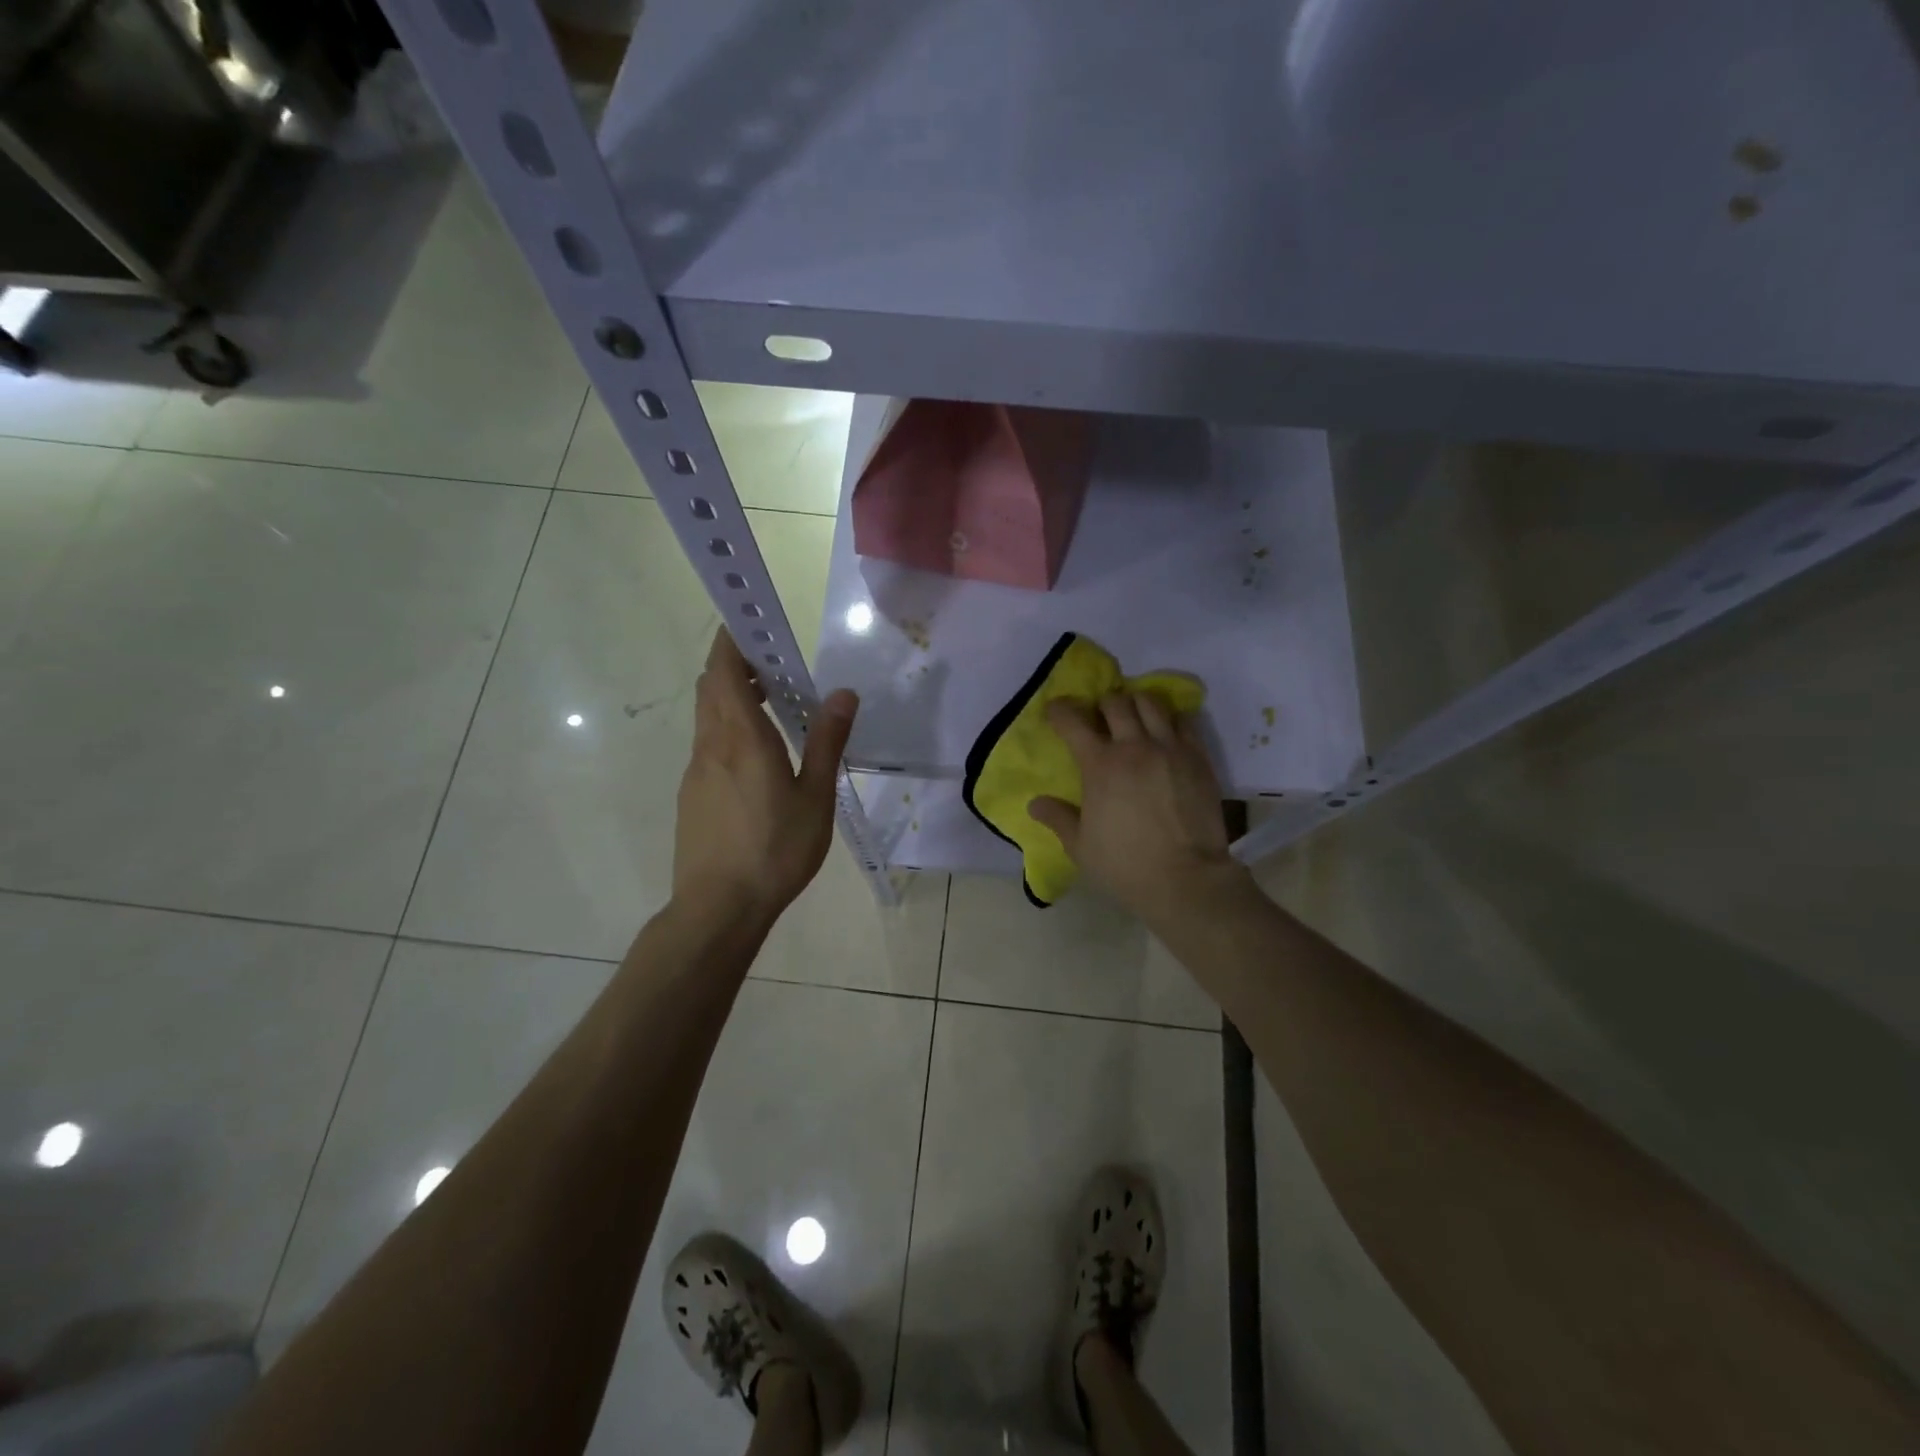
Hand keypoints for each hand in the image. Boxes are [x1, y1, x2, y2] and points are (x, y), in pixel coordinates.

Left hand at [674, 629, 857, 926]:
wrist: (718, 907)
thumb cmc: (774, 849)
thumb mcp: (815, 797)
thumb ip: (826, 742)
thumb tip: (843, 693)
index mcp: (741, 737)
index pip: (725, 670)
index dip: (732, 640)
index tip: (752, 622)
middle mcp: (711, 745)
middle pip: (712, 687)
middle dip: (735, 665)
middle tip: (774, 667)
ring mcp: (696, 771)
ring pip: (708, 717)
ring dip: (732, 698)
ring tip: (772, 707)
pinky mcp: (692, 795)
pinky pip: (708, 745)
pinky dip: (728, 730)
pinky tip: (757, 759)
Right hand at [1029, 692, 1250, 931]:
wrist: (1186, 879)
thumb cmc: (1125, 865)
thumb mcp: (1080, 847)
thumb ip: (1058, 818)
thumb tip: (1035, 804)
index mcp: (1100, 765)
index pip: (1073, 721)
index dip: (1060, 710)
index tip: (1056, 711)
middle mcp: (1134, 746)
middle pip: (1115, 702)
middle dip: (1102, 704)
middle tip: (1100, 718)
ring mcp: (1170, 748)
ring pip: (1151, 702)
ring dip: (1137, 703)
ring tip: (1134, 717)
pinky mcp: (1198, 757)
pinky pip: (1184, 720)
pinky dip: (1170, 718)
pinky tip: (1165, 732)